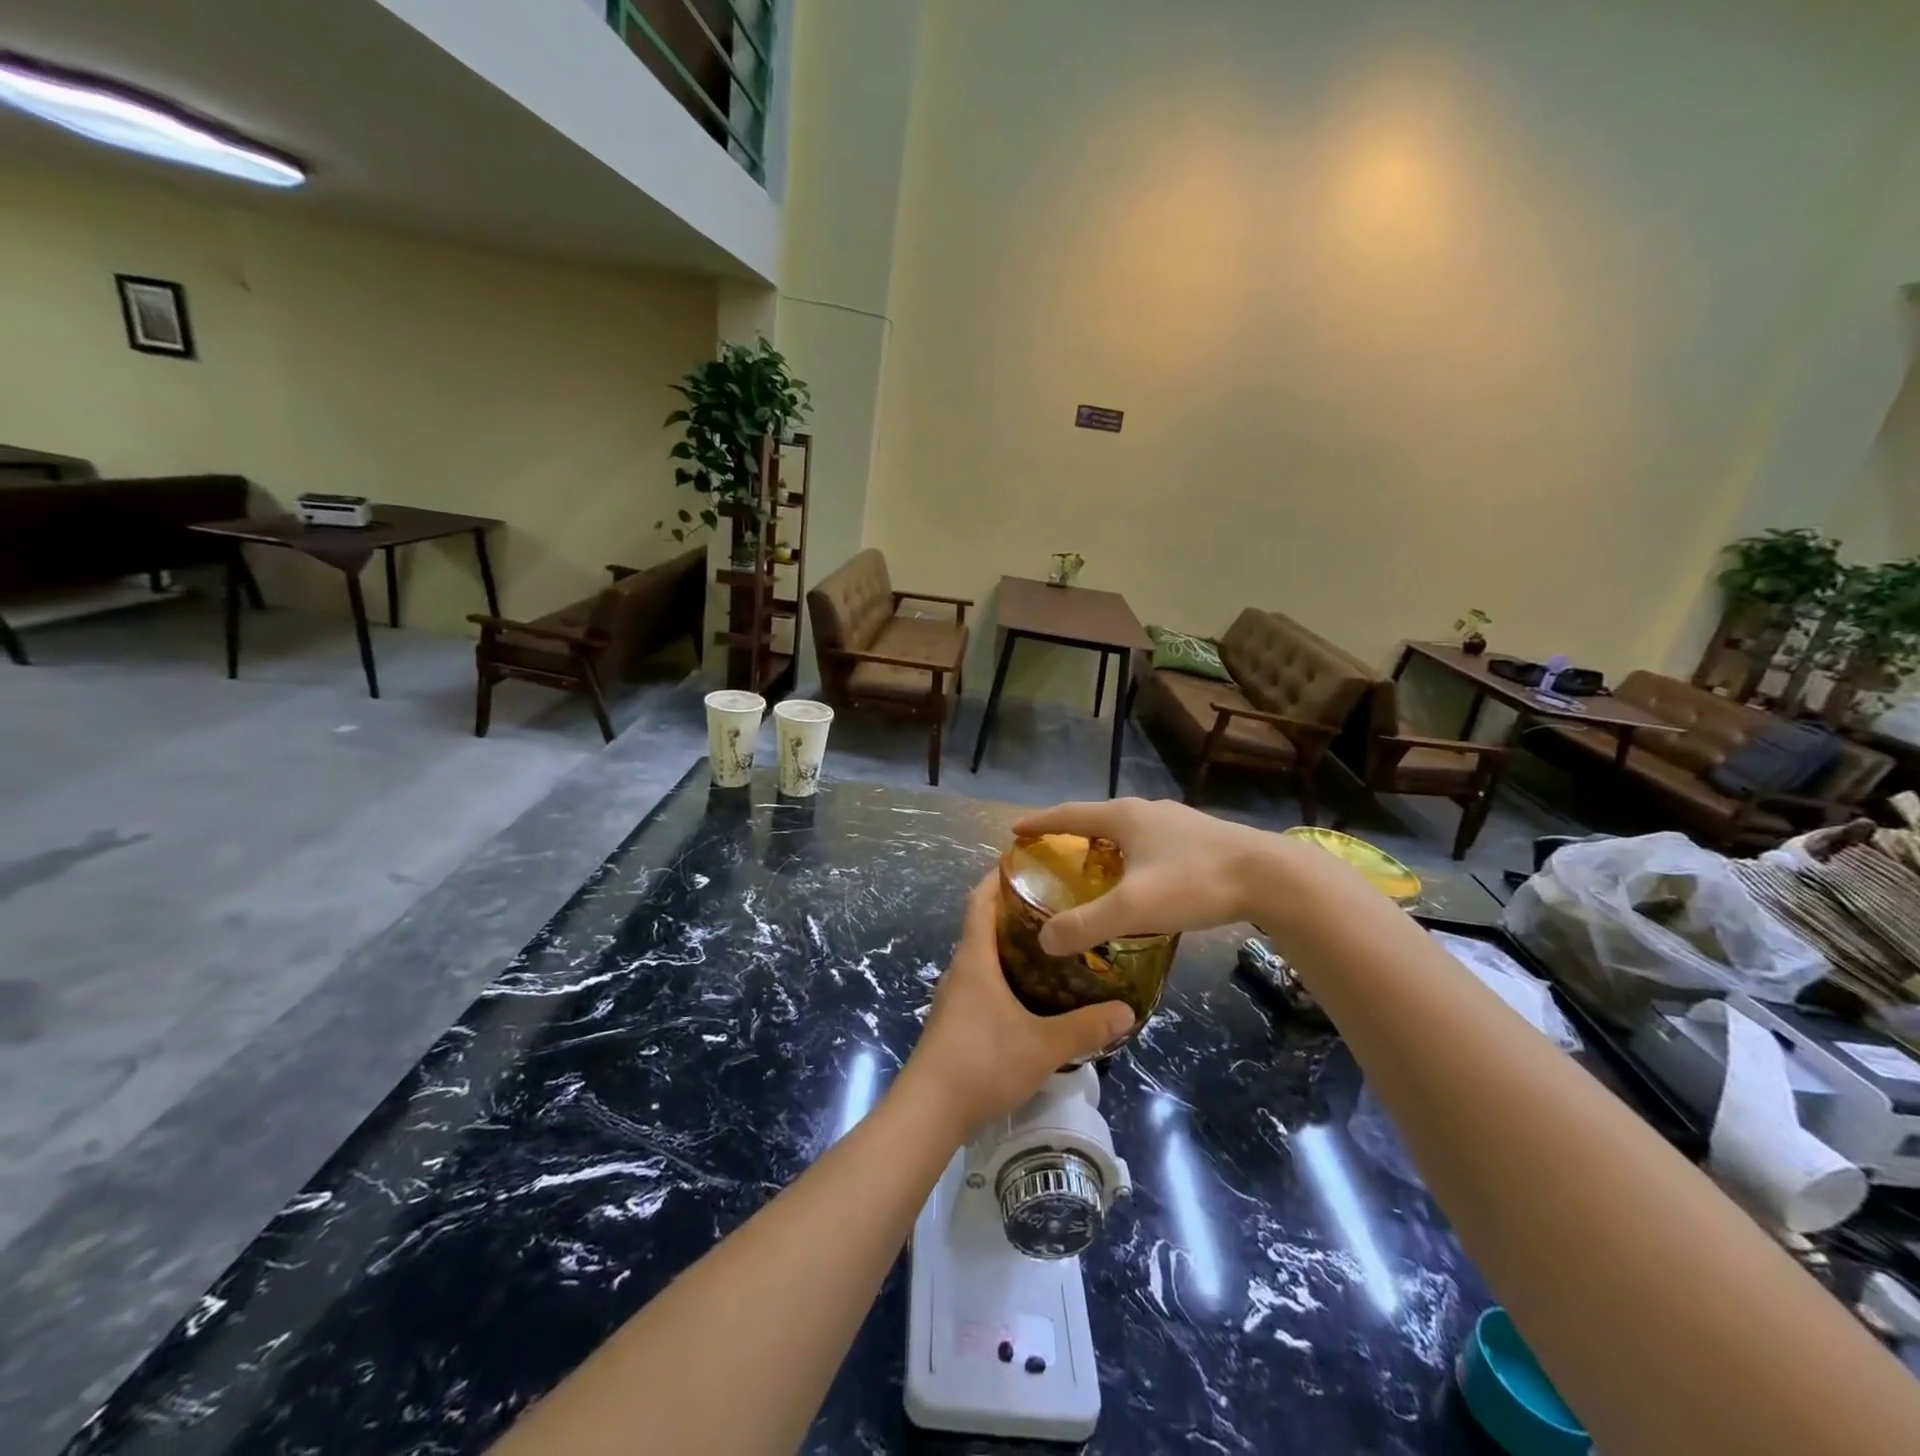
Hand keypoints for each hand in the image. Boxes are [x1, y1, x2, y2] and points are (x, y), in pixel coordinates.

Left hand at [901, 875, 1133, 1139]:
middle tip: (1054, 904)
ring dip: (1008, 945)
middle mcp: (960, 970)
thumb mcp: (1042, 1046)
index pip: (980, 901)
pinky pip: (980, 982)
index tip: (1024, 861)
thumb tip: (1128, 1011)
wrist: (928, 1112)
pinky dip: (1002, 974)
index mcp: (975, 960)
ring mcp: (953, 997)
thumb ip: (1086, 1028)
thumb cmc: (982, 1063)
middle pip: (981, 925)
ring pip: (981, 957)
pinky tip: (1029, 993)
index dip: (997, 877)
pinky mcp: (953, 1021)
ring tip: (1049, 945)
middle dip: (1012, 909)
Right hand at [1011, 798, 1280, 954]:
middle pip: (1097, 817)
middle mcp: (1146, 810)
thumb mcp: (1133, 909)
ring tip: (1091, 864)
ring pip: (1127, 829)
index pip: (1068, 814)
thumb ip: (1085, 925)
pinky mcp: (1200, 836)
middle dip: (1070, 831)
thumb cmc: (1194, 883)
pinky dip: (1130, 853)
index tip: (1015, 828)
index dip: (1039, 822)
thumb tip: (1045, 940)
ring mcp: (1176, 821)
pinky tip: (1140, 876)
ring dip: (1103, 842)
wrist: (1271, 877)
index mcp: (1124, 817)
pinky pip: (1150, 840)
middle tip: (1050, 851)